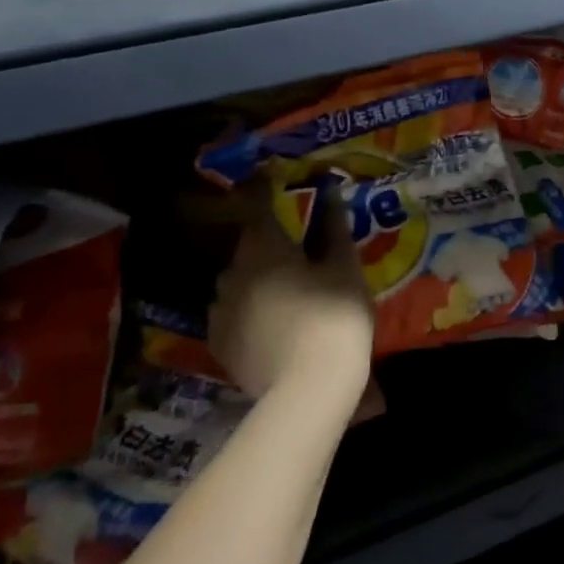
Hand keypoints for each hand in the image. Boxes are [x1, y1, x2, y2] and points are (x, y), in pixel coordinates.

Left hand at [205, 184, 374, 410]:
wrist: (308, 388)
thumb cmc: (334, 316)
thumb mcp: (345, 267)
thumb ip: (333, 227)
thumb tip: (329, 191)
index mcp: (263, 247)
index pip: (257, 204)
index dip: (262, 187)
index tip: (267, 175)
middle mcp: (232, 272)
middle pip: (248, 248)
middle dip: (268, 245)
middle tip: (296, 254)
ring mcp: (219, 310)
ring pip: (237, 283)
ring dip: (255, 281)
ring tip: (284, 294)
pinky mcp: (218, 344)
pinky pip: (231, 316)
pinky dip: (246, 312)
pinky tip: (267, 324)